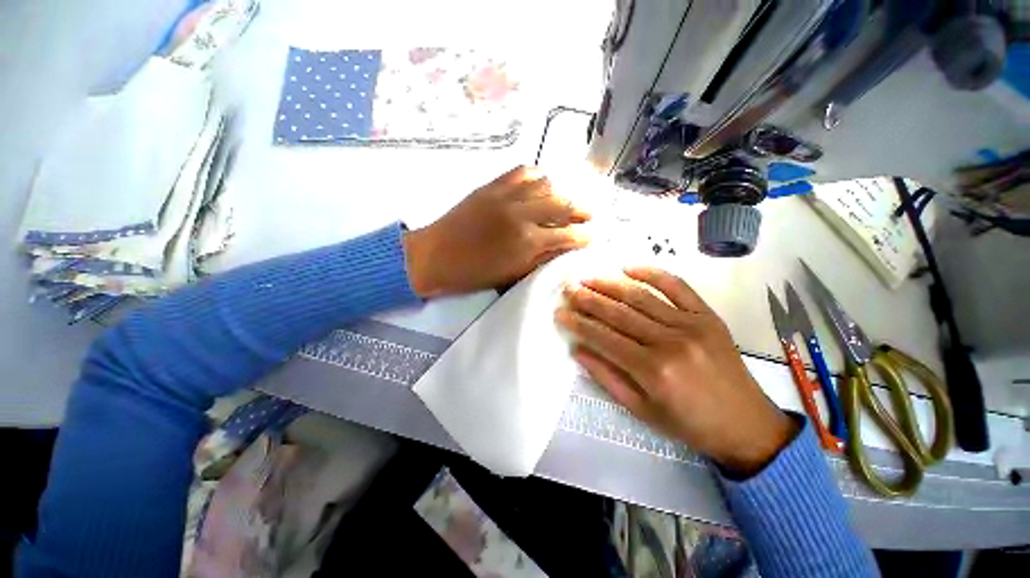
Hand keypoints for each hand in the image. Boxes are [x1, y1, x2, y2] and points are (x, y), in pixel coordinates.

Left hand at [404, 166, 590, 296]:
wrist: (435, 255)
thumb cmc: (473, 273)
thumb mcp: (512, 274)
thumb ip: (540, 259)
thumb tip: (563, 249)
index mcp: (527, 242)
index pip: (568, 235)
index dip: (586, 236)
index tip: (597, 235)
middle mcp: (522, 214)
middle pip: (563, 203)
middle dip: (582, 209)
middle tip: (590, 214)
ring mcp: (506, 195)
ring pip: (546, 183)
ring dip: (562, 191)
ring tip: (567, 200)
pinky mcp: (492, 185)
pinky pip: (522, 172)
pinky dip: (537, 176)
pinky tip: (541, 184)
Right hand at [555, 266, 796, 476]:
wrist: (747, 424)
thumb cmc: (689, 423)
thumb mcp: (641, 410)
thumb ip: (607, 377)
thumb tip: (577, 350)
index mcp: (653, 370)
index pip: (604, 338)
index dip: (579, 324)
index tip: (560, 312)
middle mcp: (670, 342)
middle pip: (619, 313)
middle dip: (589, 299)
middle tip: (569, 289)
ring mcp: (691, 324)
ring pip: (641, 297)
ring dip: (610, 285)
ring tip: (588, 278)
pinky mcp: (707, 316)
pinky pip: (677, 287)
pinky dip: (652, 273)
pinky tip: (629, 267)